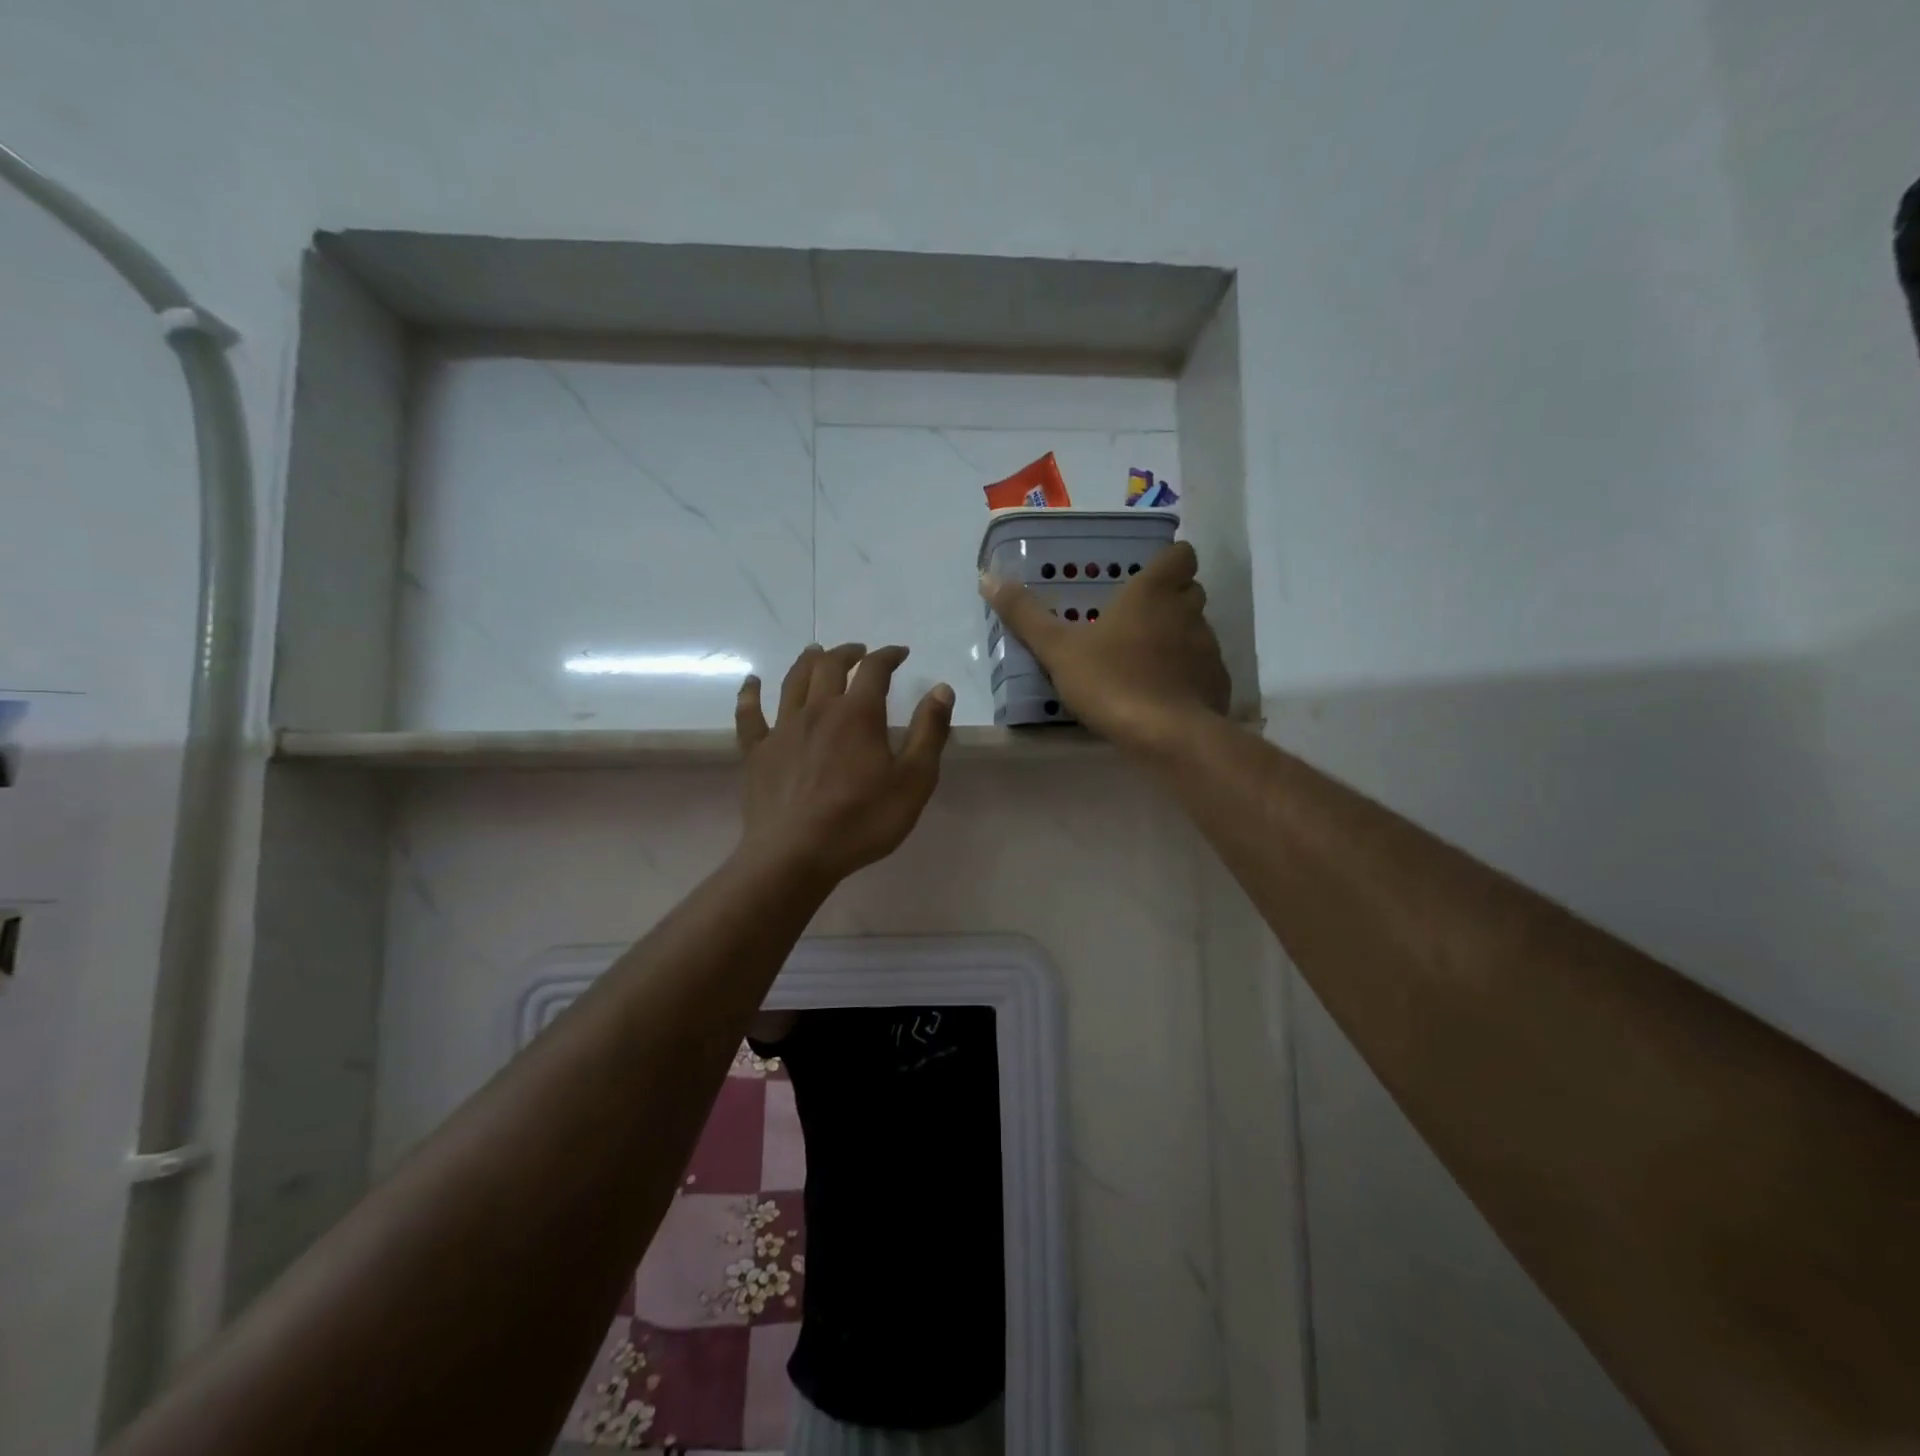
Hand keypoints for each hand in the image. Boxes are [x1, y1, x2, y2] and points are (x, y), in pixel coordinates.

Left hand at [735, 643, 953, 884]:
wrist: (796, 854)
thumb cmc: (862, 820)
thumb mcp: (914, 780)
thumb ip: (929, 732)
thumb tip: (941, 689)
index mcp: (857, 713)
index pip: (875, 669)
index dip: (888, 655)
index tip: (900, 653)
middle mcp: (818, 710)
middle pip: (829, 666)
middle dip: (847, 653)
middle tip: (859, 652)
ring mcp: (783, 729)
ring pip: (793, 682)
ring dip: (807, 662)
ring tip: (815, 653)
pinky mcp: (757, 752)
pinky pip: (749, 714)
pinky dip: (750, 694)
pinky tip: (752, 684)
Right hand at [981, 541, 1229, 752]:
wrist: (1167, 736)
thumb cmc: (1111, 681)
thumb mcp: (1058, 650)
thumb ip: (1025, 615)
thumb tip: (988, 577)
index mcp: (1153, 593)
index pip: (1180, 555)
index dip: (1168, 560)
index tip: (1146, 575)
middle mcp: (1188, 612)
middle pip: (1190, 590)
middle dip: (1170, 598)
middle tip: (1135, 617)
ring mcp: (1208, 648)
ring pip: (1197, 629)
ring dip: (1177, 636)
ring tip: (1145, 659)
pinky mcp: (1218, 683)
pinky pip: (1203, 667)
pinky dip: (1187, 673)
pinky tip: (1163, 693)